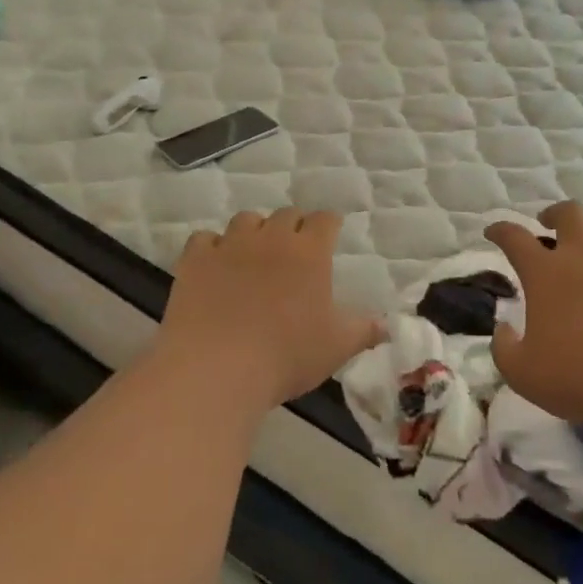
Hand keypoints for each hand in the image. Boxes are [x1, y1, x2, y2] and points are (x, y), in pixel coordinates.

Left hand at [161, 208, 382, 408]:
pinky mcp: (195, 261)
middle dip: (295, 226)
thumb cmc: (287, 355)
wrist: (216, 368)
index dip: (330, 224)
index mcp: (310, 253)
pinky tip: (216, 265)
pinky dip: (213, 247)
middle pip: (287, 215)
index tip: (332, 233)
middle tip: (297, 248)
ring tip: (256, 252)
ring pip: (246, 220)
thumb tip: (387, 326)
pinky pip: (205, 239)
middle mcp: (271, 239)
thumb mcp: (338, 347)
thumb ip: (365, 331)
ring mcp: (229, 246)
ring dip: (256, 230)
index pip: (325, 220)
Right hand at [484, 201, 582, 425]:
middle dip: (554, 214)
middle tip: (548, 225)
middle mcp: (582, 256)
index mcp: (545, 274)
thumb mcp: (521, 372)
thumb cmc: (576, 377)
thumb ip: (503, 347)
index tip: (493, 231)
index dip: (500, 230)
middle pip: (568, 213)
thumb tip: (502, 328)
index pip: (514, 238)